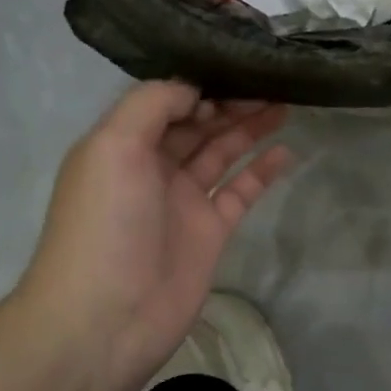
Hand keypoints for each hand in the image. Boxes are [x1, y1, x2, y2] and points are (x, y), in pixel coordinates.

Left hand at [14, 84, 290, 390]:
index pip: (165, 104)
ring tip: (285, 107)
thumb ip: (152, 105)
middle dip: (231, 104)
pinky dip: (262, 171)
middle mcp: (152, 168)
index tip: (235, 73)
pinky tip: (286, 152)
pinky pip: (241, 191)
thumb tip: (196, 91)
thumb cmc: (105, 225)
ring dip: (250, 129)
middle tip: (272, 85)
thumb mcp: (113, 147)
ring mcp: (184, 201)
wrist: (107, 317)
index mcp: (122, 146)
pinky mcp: (211, 231)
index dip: (199, 87)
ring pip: (222, 154)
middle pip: (197, 125)